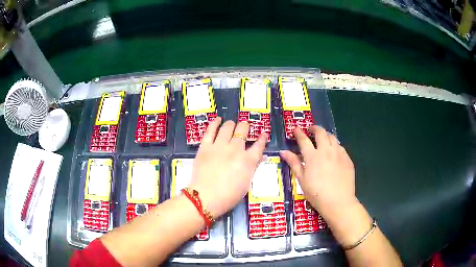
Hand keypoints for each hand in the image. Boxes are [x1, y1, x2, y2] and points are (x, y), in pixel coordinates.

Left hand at [189, 118, 267, 217]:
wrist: (206, 198)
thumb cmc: (229, 196)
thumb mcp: (246, 184)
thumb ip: (253, 167)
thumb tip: (261, 157)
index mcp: (247, 161)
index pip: (258, 146)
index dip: (262, 138)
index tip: (263, 134)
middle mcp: (235, 149)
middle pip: (242, 130)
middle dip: (245, 127)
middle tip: (244, 128)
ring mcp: (219, 146)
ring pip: (227, 127)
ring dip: (231, 124)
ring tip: (231, 124)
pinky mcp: (205, 146)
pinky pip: (210, 130)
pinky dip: (215, 123)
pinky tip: (218, 120)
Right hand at [280, 126, 356, 216]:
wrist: (338, 202)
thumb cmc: (317, 194)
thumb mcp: (302, 180)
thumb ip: (294, 163)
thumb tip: (284, 151)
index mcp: (313, 156)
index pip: (304, 139)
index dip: (299, 133)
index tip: (296, 129)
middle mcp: (326, 151)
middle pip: (321, 133)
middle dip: (314, 128)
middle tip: (311, 130)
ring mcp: (339, 153)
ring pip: (332, 137)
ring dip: (325, 135)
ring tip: (322, 139)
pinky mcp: (347, 158)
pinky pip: (340, 146)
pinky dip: (335, 145)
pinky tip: (333, 152)